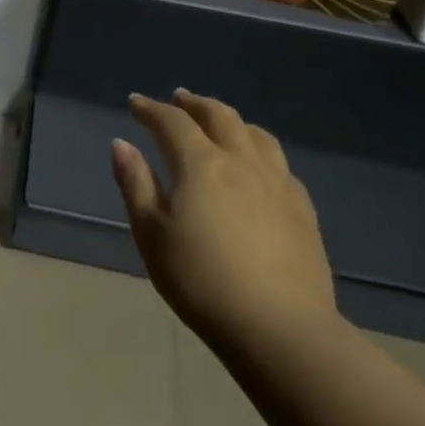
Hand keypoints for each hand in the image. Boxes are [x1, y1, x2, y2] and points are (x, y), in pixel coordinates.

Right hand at [111, 89, 335, 347]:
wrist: (279, 326)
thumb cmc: (201, 281)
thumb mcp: (152, 235)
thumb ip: (136, 185)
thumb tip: (121, 144)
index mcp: (202, 164)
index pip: (173, 122)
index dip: (152, 109)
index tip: (136, 103)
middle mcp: (243, 161)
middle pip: (219, 116)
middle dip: (194, 104)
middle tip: (178, 99)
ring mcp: (278, 182)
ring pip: (255, 133)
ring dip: (231, 120)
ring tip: (218, 123)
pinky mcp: (302, 207)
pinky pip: (278, 161)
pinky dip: (258, 148)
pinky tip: (256, 165)